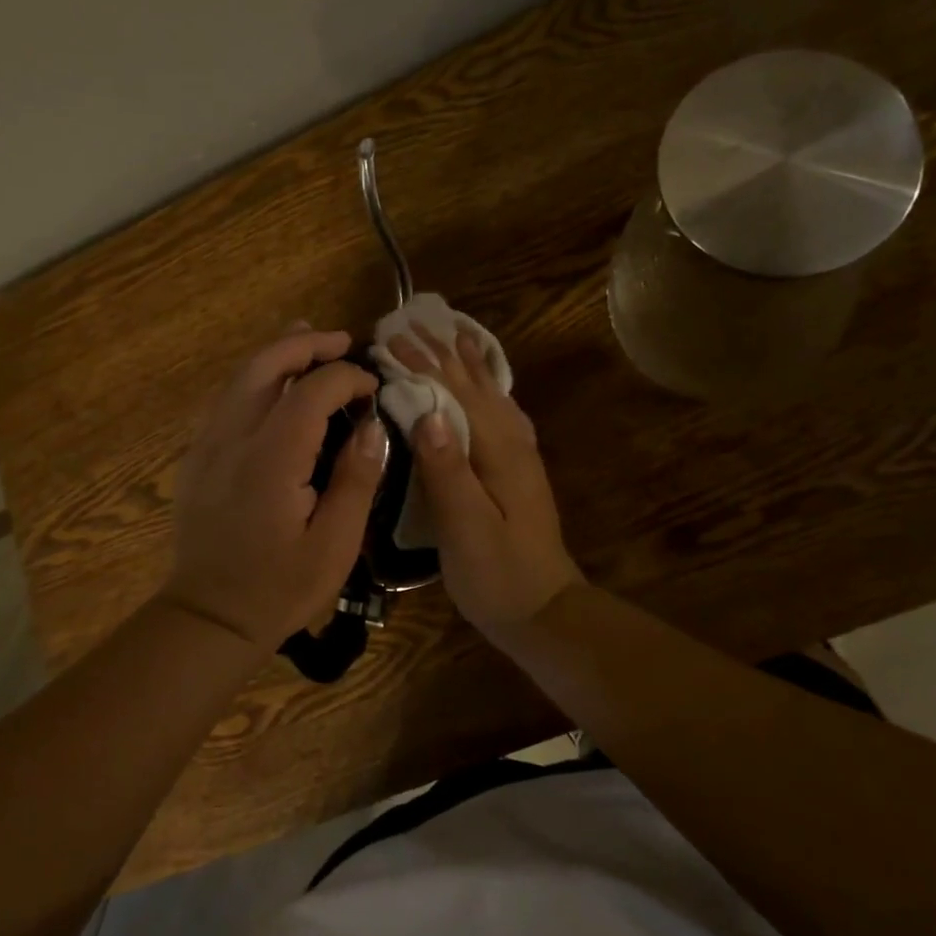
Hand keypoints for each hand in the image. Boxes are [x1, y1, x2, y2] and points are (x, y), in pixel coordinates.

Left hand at [163, 325, 387, 650]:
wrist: (208, 618)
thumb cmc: (279, 588)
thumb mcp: (335, 545)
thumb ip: (356, 479)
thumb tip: (370, 426)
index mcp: (270, 459)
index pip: (310, 392)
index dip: (346, 378)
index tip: (372, 387)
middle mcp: (232, 439)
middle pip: (264, 366)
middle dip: (304, 345)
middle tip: (341, 341)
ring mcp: (207, 445)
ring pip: (239, 377)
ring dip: (276, 353)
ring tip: (308, 339)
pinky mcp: (197, 457)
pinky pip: (226, 399)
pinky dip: (255, 378)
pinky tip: (274, 384)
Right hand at [386, 324, 583, 633]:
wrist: (544, 611)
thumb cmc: (498, 575)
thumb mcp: (467, 528)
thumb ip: (448, 469)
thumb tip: (427, 409)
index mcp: (498, 450)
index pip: (454, 393)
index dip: (422, 364)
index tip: (390, 338)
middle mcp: (512, 442)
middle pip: (473, 385)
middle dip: (441, 353)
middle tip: (411, 324)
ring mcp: (519, 455)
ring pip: (490, 393)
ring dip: (467, 362)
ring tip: (452, 332)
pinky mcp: (517, 469)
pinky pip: (499, 411)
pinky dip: (487, 386)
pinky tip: (486, 384)